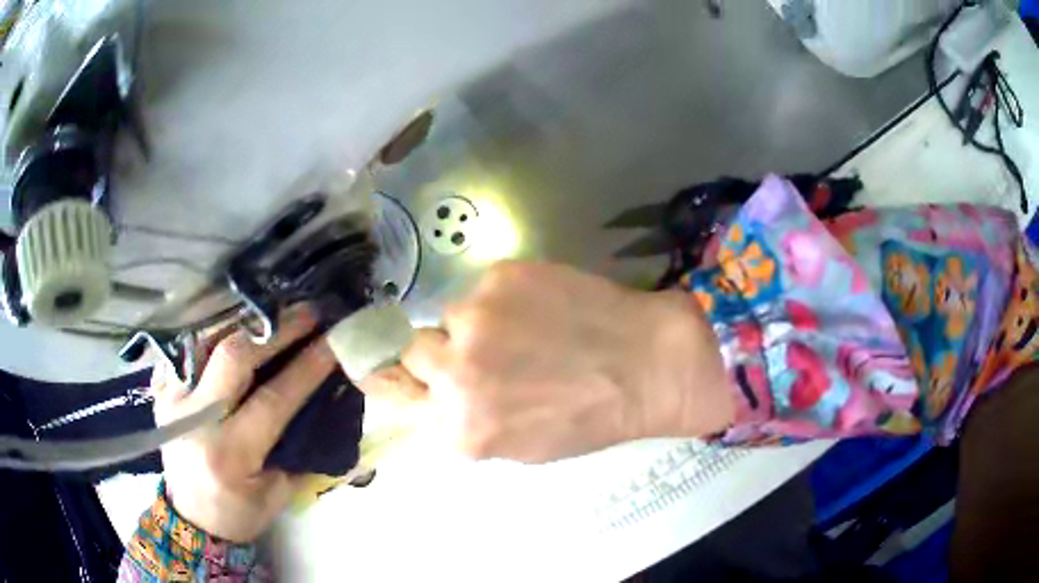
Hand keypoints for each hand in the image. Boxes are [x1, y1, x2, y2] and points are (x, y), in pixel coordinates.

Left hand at [152, 306, 337, 541]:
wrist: (191, 517)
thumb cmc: (240, 511)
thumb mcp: (277, 493)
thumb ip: (297, 448)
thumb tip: (325, 398)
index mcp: (229, 454)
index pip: (272, 400)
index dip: (306, 367)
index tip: (334, 341)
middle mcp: (195, 420)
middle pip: (233, 357)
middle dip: (275, 331)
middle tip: (307, 312)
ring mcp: (172, 399)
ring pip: (208, 342)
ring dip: (246, 324)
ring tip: (277, 311)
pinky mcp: (162, 390)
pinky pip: (190, 348)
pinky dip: (217, 333)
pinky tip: (240, 324)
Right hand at [392, 261, 734, 462]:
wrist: (646, 365)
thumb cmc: (590, 416)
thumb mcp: (519, 446)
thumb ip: (465, 424)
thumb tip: (433, 397)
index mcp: (458, 428)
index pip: (393, 391)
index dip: (399, 377)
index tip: (406, 368)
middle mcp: (454, 374)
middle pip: (413, 350)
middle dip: (438, 352)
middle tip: (480, 352)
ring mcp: (473, 319)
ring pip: (450, 315)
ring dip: (474, 324)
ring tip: (523, 329)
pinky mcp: (498, 277)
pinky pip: (481, 289)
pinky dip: (502, 299)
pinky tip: (541, 307)